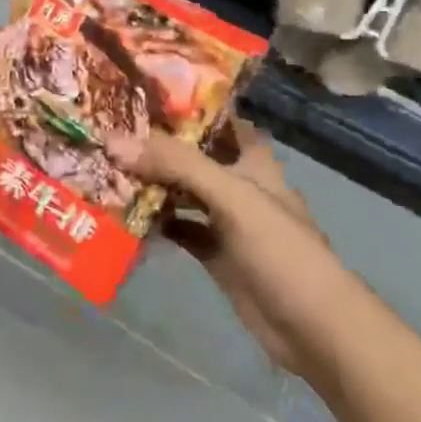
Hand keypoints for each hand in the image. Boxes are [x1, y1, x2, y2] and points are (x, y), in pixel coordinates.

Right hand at [128, 122, 333, 371]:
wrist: (314, 330)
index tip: (142, 92)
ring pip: (182, 192)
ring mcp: (226, 221)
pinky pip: (178, 229)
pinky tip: (124, 214)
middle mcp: (238, 185)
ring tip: (106, 166)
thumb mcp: (232, 197)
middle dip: (156, 145)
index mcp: (253, 161)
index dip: (187, 105)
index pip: (219, 120)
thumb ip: (177, 165)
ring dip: (151, 183)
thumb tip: (113, 140)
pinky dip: (155, 222)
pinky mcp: (215, 254)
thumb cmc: (281, 251)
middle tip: (108, 129)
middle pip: (193, 156)